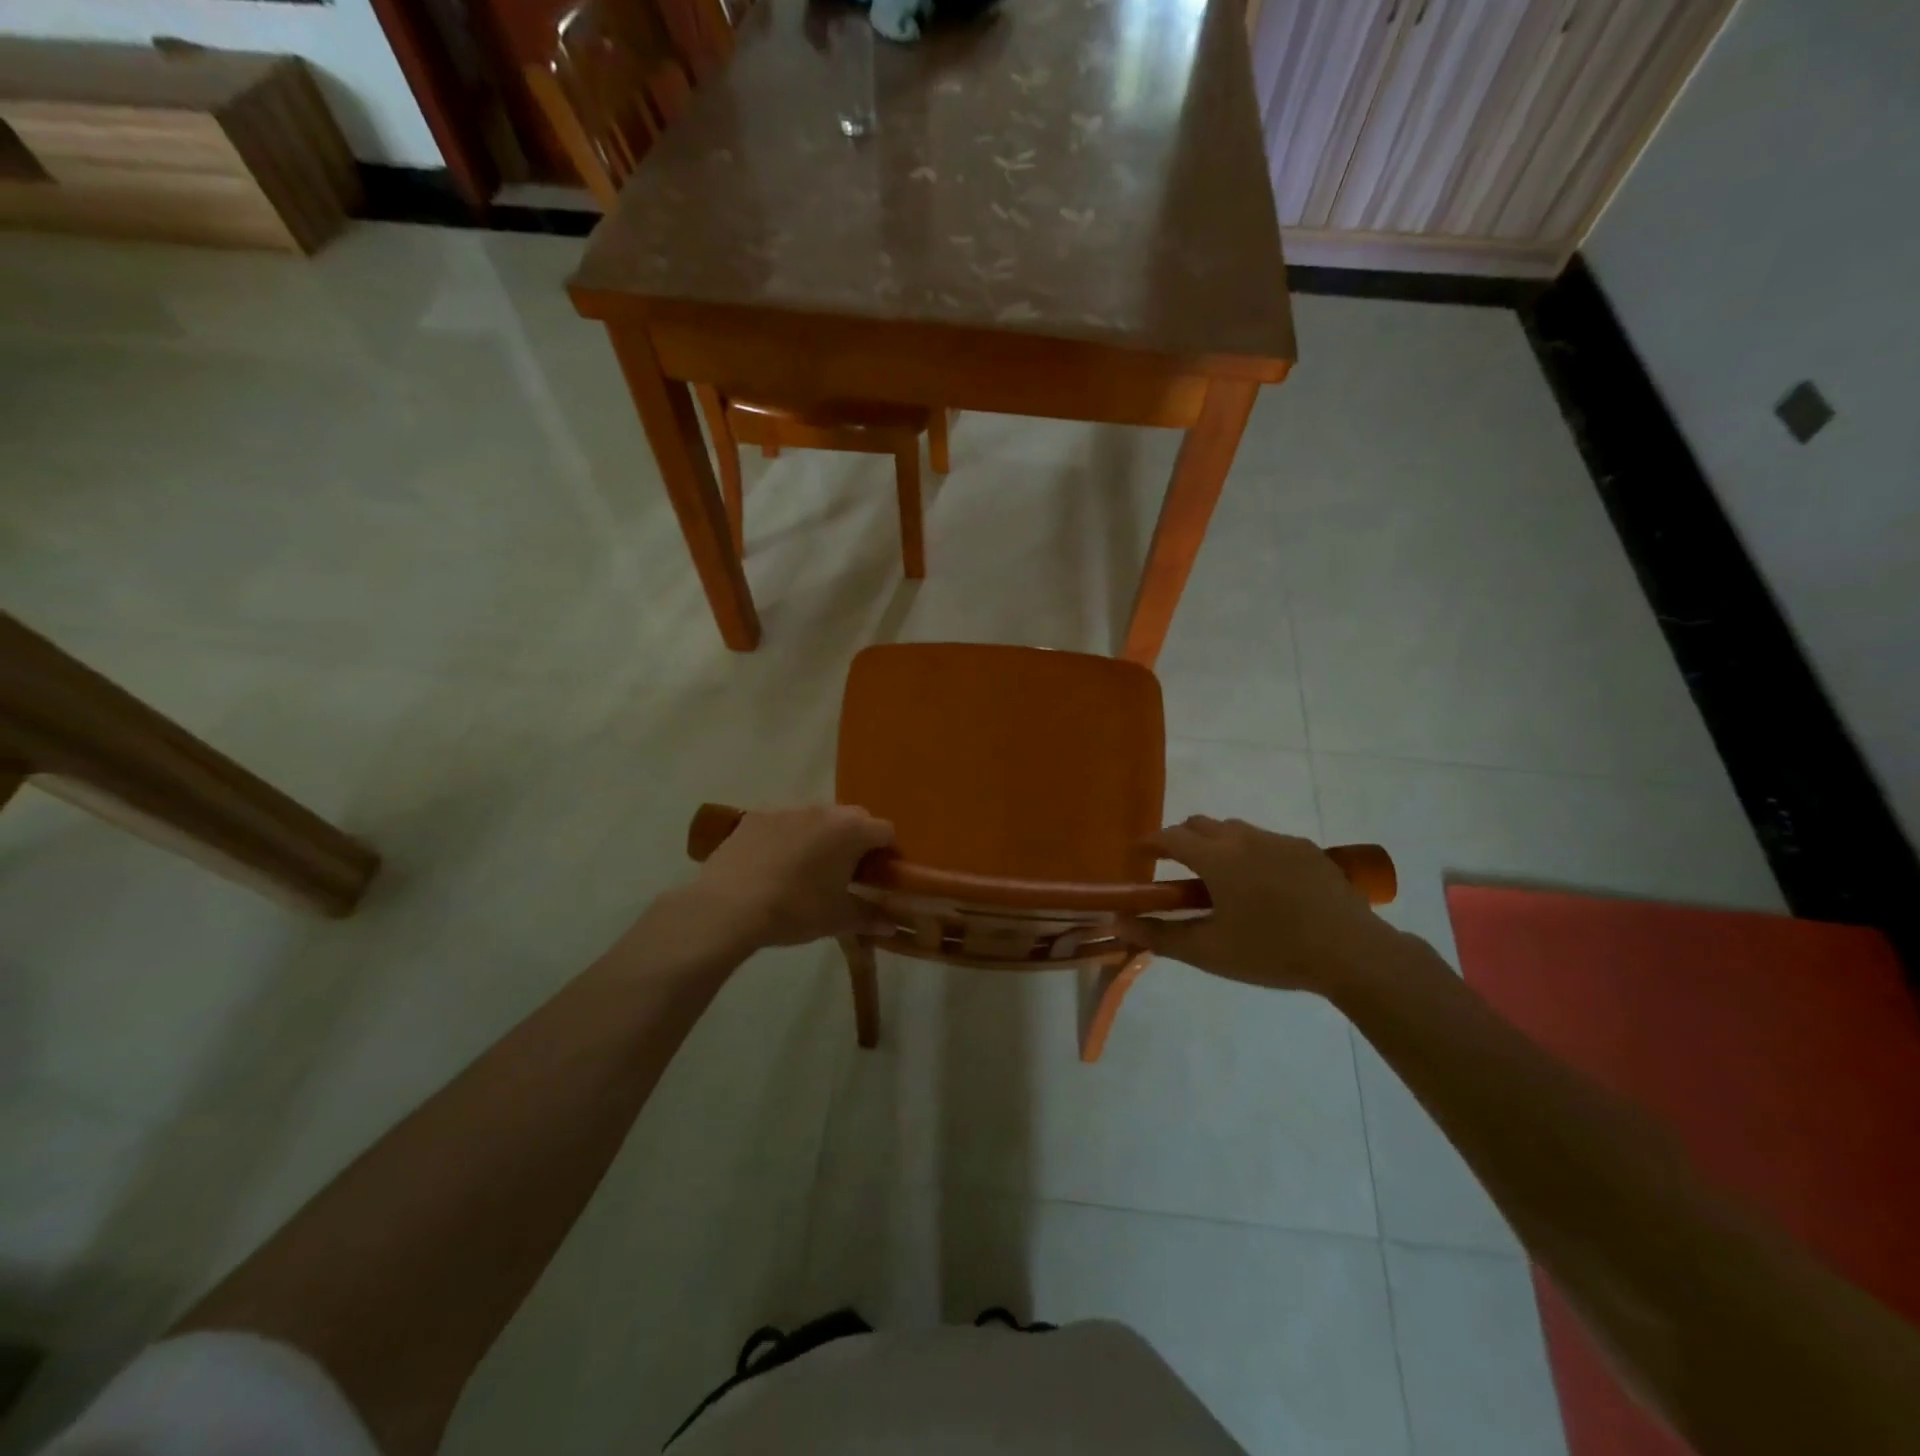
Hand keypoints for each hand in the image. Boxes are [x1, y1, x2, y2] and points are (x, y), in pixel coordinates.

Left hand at [685, 805, 894, 949]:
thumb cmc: (795, 910)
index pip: (885, 831)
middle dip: (856, 841)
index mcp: (850, 830)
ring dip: (821, 837)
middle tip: (847, 873)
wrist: (728, 907)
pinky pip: (782, 824)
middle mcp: (823, 810)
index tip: (879, 876)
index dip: (887, 853)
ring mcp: (786, 810)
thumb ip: (869, 917)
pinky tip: (773, 867)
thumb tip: (891, 925)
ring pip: (816, 819)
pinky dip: (787, 839)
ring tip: (808, 870)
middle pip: (852, 819)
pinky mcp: (754, 817)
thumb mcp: (837, 919)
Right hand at [1122, 816, 1401, 996]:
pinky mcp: (1307, 850)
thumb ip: (1159, 935)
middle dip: (1181, 839)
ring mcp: (1279, 840)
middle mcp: (1243, 837)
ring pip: (1234, 829)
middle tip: (1176, 869)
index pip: (1170, 837)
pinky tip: (1263, 886)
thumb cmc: (1272, 951)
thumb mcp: (1209, 952)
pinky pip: (1266, 840)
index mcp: (1216, 858)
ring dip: (1217, 843)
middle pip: (1200, 824)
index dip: (1150, 843)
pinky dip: (1250, 852)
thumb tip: (1119, 922)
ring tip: (1220, 878)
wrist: (1351, 952)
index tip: (1139, 855)